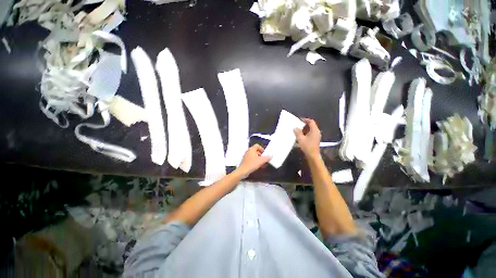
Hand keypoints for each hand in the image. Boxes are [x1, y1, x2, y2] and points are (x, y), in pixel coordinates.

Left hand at [236, 144, 270, 177]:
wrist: (243, 171)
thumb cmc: (252, 164)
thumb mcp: (261, 161)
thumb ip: (267, 158)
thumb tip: (271, 156)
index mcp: (252, 149)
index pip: (257, 145)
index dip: (262, 149)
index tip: (264, 153)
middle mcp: (248, 151)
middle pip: (255, 150)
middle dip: (260, 154)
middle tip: (264, 158)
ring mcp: (246, 156)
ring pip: (253, 154)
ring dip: (258, 157)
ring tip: (261, 162)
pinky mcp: (245, 160)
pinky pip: (251, 158)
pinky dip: (254, 160)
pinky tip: (257, 165)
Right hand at [294, 118, 321, 159]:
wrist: (313, 156)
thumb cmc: (307, 146)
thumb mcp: (300, 139)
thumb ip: (297, 132)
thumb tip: (295, 128)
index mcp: (314, 130)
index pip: (311, 122)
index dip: (305, 120)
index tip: (299, 120)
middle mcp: (317, 132)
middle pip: (311, 125)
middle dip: (304, 124)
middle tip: (298, 125)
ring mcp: (317, 136)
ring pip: (311, 129)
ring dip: (305, 129)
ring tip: (298, 130)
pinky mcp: (315, 140)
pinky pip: (311, 133)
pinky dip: (306, 133)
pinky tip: (301, 136)